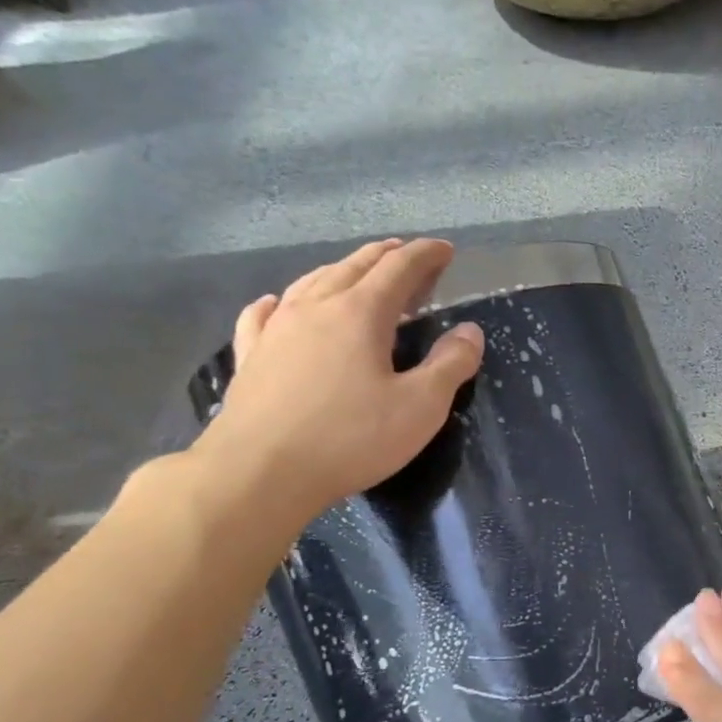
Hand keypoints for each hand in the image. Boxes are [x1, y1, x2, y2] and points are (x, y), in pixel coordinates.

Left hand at [192, 238, 483, 524]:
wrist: (259, 471)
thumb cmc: (350, 439)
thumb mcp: (420, 408)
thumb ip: (450, 365)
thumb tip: (470, 331)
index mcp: (360, 313)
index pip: (399, 268)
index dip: (425, 255)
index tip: (445, 250)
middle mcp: (315, 307)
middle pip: (355, 267)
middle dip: (386, 256)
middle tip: (407, 255)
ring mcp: (276, 329)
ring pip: (312, 282)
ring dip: (341, 271)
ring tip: (356, 272)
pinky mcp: (251, 356)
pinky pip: (264, 314)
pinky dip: (280, 301)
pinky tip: (276, 303)